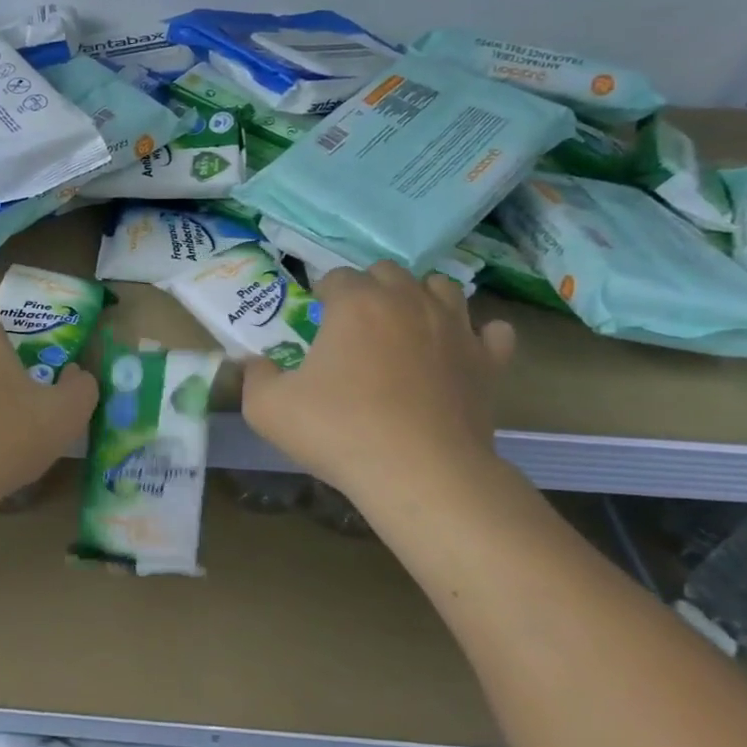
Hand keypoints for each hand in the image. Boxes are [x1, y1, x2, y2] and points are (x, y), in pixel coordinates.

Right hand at [241, 264, 515, 517]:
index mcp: (356, 303)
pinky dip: (476, 335)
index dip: (321, 295)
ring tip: (405, 329)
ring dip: (420, 299)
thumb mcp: (267, 409)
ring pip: (441, 288)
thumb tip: (255, 363)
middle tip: (353, 326)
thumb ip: (254, 377)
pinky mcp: (487, 361)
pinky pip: (491, 331)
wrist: (420, 474)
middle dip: (369, 289)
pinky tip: (458, 352)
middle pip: (388, 273)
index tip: (314, 320)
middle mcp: (408, 301)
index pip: (336, 277)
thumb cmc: (339, 432)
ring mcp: (455, 328)